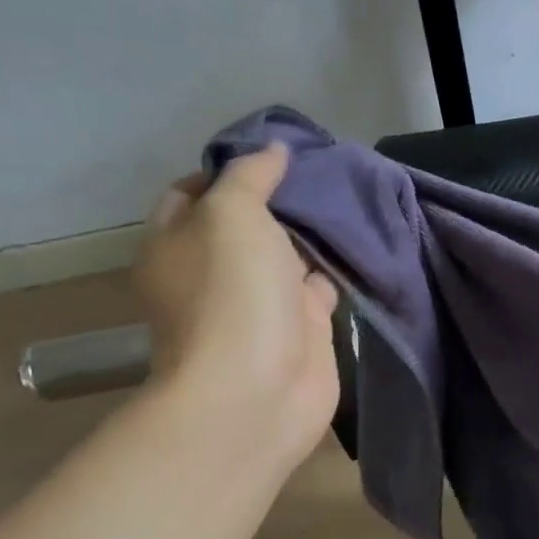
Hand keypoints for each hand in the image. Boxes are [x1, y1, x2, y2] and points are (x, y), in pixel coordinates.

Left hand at [133, 144, 339, 465]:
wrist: (258, 389)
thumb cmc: (232, 293)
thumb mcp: (231, 214)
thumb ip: (251, 177)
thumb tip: (273, 150)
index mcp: (176, 242)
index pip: (194, 192)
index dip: (230, 169)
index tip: (274, 154)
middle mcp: (214, 270)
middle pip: (246, 223)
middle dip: (280, 198)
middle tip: (323, 170)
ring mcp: (259, 302)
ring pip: (287, 254)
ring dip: (312, 233)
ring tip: (349, 197)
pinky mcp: (301, 327)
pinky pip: (320, 286)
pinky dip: (337, 267)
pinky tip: (361, 243)